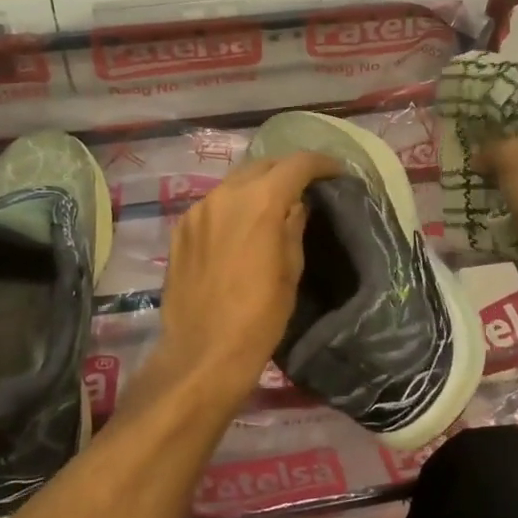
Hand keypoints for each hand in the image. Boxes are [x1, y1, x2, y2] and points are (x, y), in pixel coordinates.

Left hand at [145, 151, 344, 412]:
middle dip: (287, 170)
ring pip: (235, 182)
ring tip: (273, 203)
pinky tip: (240, 225)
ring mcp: (198, 209)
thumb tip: (296, 203)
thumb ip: (294, 226)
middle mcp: (225, 194)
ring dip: (258, 185)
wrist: (203, 353)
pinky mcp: (181, 228)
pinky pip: (213, 203)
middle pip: (262, 165)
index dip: (321, 163)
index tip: (336, 171)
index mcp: (260, 201)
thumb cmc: (259, 316)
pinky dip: (233, 205)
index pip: (296, 164)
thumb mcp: (291, 270)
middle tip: (306, 185)